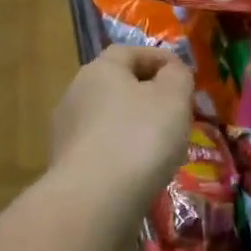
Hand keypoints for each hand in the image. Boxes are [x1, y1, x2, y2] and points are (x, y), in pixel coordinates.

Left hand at [50, 44, 193, 205]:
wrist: (95, 199)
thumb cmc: (139, 137)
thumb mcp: (173, 98)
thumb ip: (177, 77)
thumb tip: (171, 71)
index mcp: (99, 70)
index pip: (129, 51)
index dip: (159, 58)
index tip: (184, 75)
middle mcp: (75, 94)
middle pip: (116, 85)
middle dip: (146, 94)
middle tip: (176, 111)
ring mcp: (67, 131)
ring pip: (108, 118)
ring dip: (133, 125)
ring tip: (162, 145)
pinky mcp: (66, 165)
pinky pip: (101, 149)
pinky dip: (121, 152)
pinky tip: (139, 170)